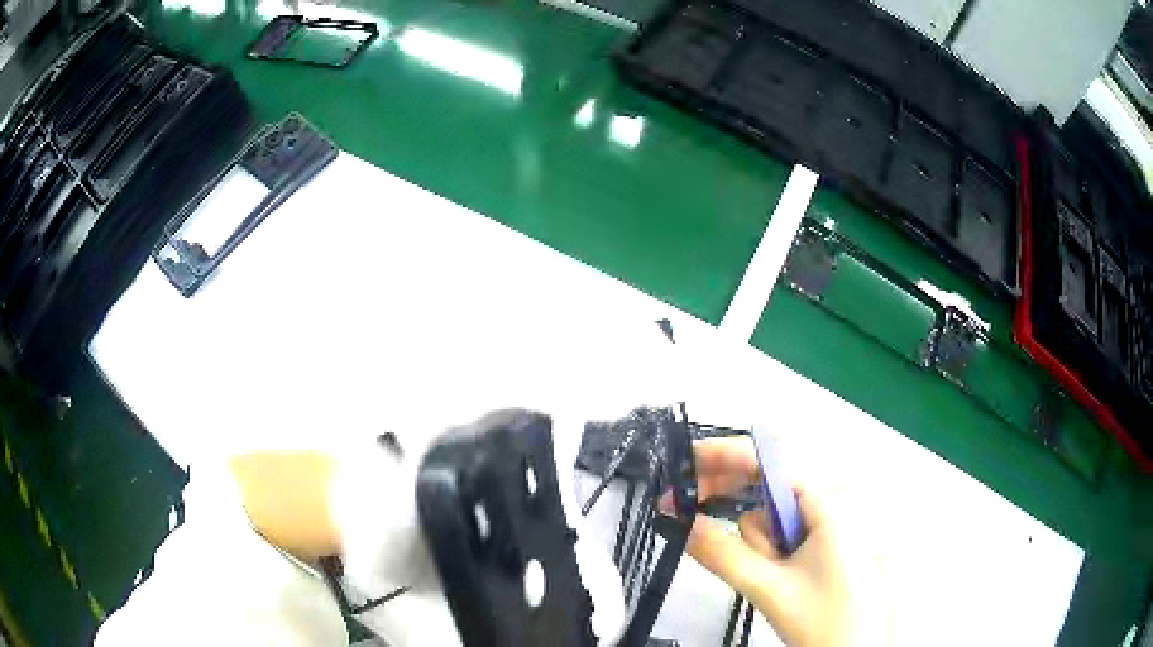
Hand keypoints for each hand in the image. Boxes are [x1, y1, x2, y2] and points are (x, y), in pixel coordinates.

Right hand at [685, 437, 891, 646]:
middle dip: (731, 494)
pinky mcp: (838, 541)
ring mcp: (840, 521)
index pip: (770, 460)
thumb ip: (722, 553)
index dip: (724, 454)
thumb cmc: (825, 619)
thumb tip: (678, 520)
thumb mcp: (770, 588)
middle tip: (685, 510)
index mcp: (830, 500)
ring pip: (781, 511)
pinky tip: (773, 569)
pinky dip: (773, 542)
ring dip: (759, 535)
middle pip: (774, 480)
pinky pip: (794, 527)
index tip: (683, 460)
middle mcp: (837, 499)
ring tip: (765, 573)